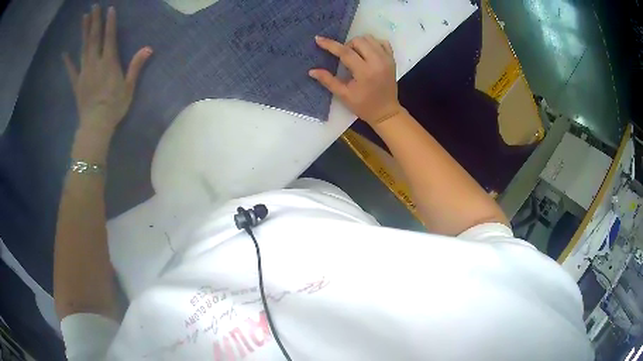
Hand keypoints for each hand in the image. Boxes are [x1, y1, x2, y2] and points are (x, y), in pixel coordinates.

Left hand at [63, 5, 151, 137]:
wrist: (96, 126)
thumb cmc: (114, 107)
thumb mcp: (129, 87)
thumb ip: (136, 66)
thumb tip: (148, 48)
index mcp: (109, 62)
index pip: (109, 37)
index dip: (110, 22)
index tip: (110, 8)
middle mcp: (95, 62)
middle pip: (94, 38)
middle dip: (94, 21)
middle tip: (94, 6)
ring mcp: (84, 72)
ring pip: (83, 48)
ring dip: (83, 32)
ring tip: (84, 17)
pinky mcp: (77, 83)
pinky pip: (71, 70)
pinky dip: (67, 61)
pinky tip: (64, 53)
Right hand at [309, 35, 402, 125]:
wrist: (386, 112)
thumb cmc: (364, 106)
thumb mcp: (344, 95)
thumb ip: (328, 81)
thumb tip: (312, 71)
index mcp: (365, 72)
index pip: (346, 52)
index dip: (330, 45)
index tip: (319, 39)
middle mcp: (378, 62)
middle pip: (359, 41)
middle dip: (347, 45)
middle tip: (344, 57)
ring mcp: (387, 59)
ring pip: (370, 39)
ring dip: (359, 43)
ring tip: (355, 55)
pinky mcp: (392, 59)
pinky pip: (382, 42)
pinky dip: (373, 43)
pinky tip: (367, 52)